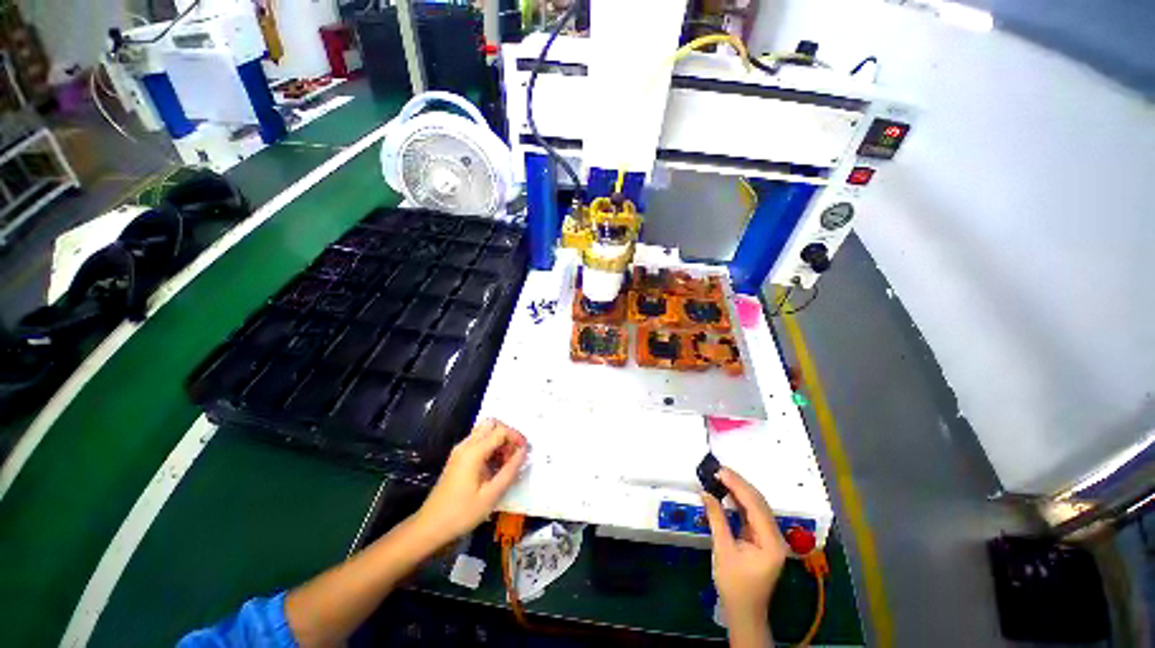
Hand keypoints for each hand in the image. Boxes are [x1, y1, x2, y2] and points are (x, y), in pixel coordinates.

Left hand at [413, 419, 527, 545]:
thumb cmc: (461, 513)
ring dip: (499, 441)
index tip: (525, 451)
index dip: (516, 437)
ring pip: (485, 431)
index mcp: (473, 452)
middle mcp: (466, 445)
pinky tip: (495, 467)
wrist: (430, 527)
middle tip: (514, 454)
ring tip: (506, 463)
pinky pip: (478, 441)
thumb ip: (510, 470)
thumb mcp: (491, 495)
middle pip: (491, 424)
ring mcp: (460, 450)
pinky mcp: (458, 457)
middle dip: (507, 434)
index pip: (500, 431)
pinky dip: (491, 447)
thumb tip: (524, 452)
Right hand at [702, 468, 787, 629]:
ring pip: (757, 505)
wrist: (744, 610)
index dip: (738, 486)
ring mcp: (771, 537)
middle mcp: (776, 536)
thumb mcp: (723, 550)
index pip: (756, 505)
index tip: (720, 471)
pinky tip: (729, 492)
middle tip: (719, 470)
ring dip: (740, 490)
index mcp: (771, 542)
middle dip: (739, 484)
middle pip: (759, 502)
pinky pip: (753, 513)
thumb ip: (717, 518)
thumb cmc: (734, 584)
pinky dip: (740, 501)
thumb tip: (706, 493)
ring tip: (722, 476)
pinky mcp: (763, 538)